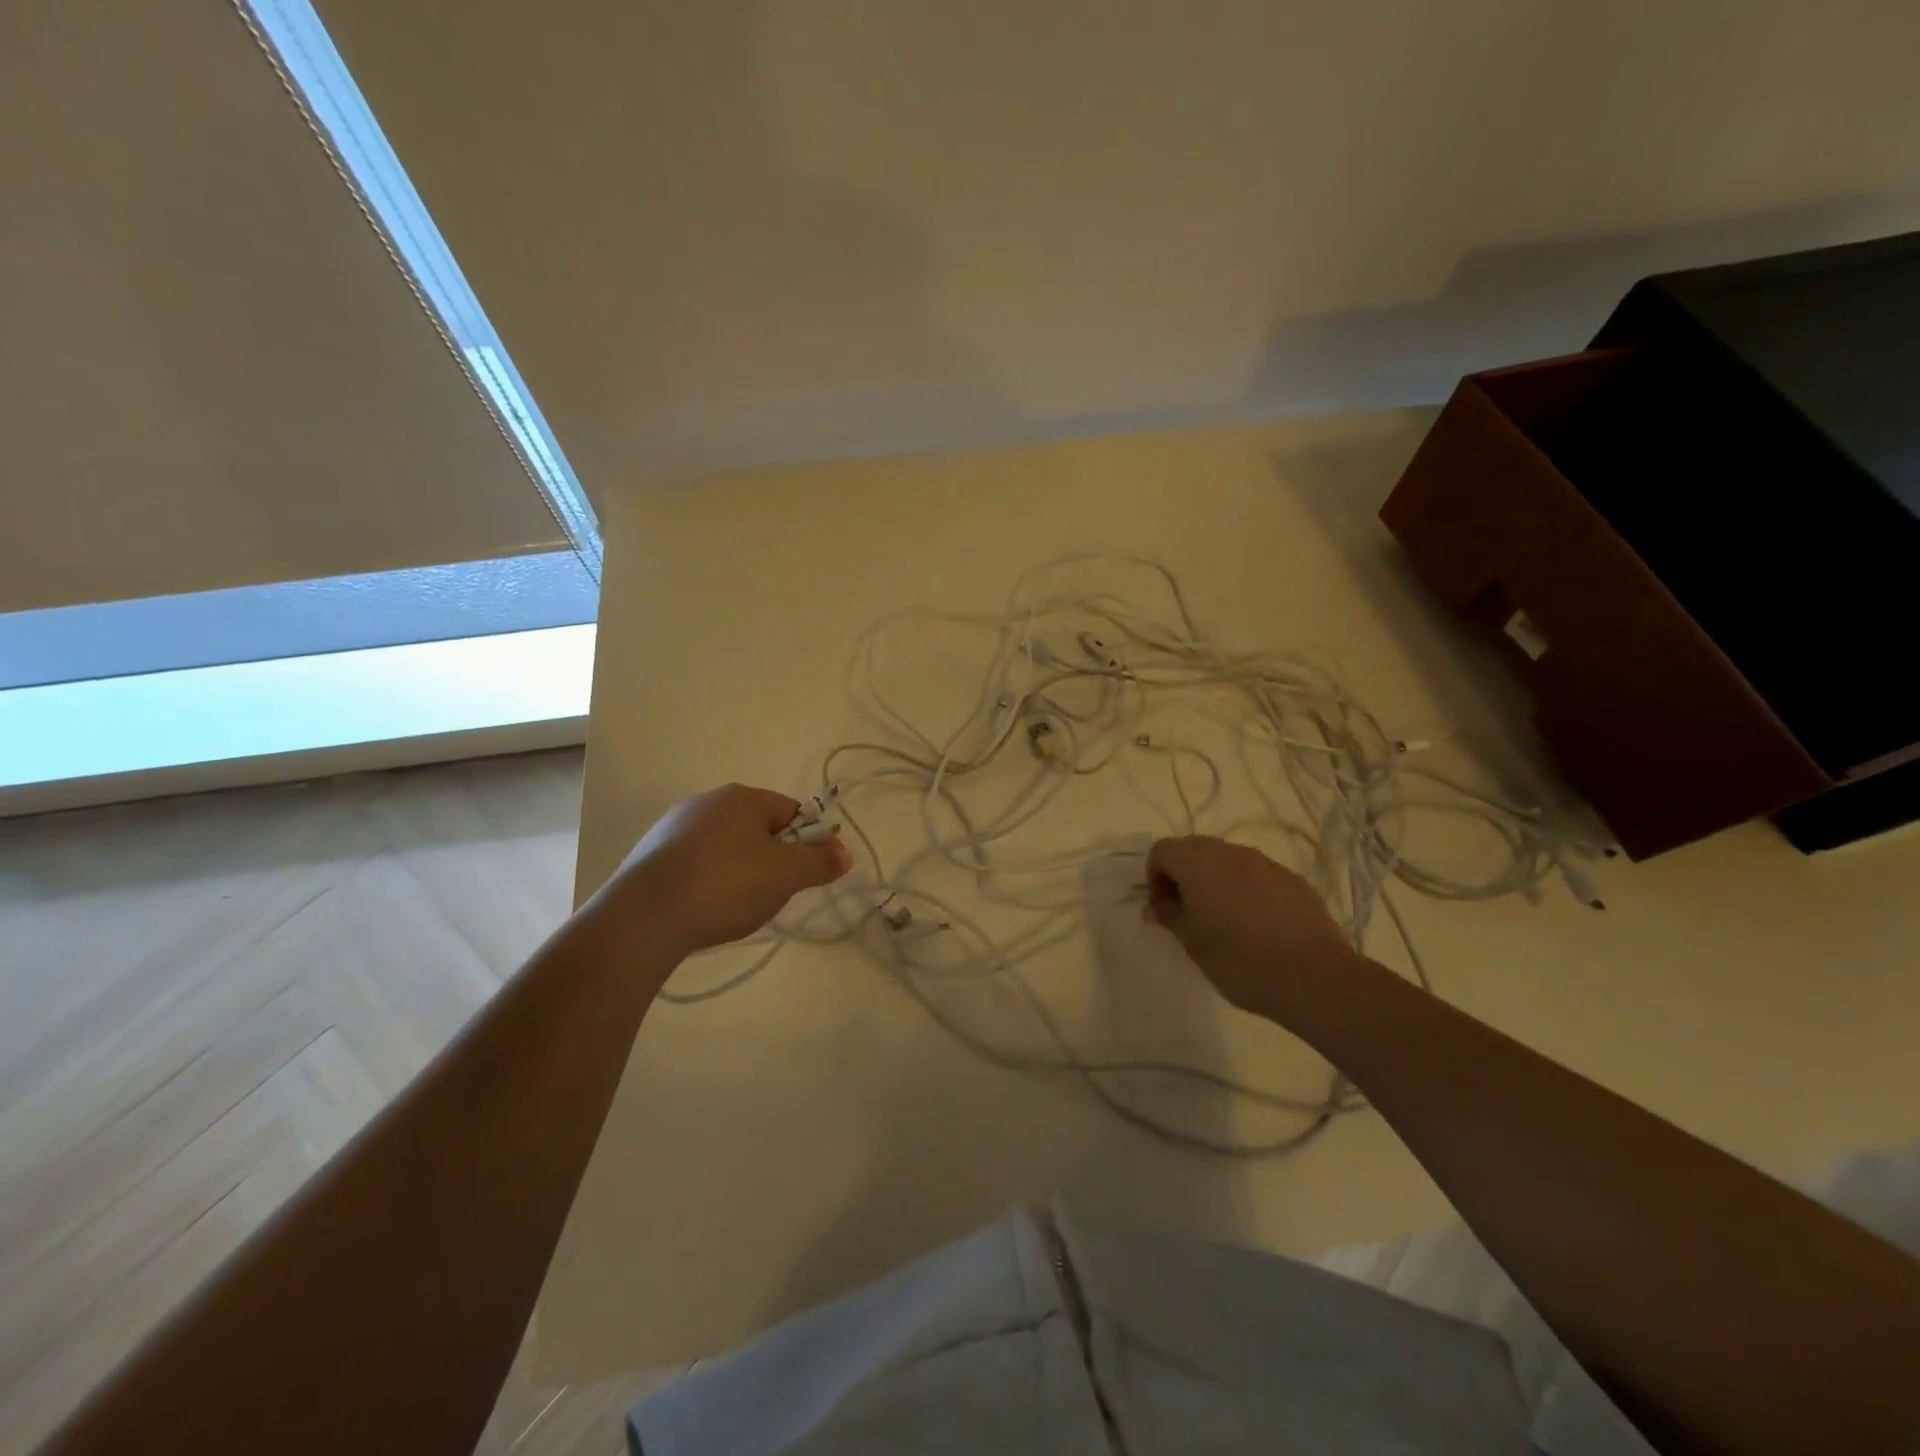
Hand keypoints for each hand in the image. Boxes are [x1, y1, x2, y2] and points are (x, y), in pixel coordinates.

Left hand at [609, 784, 852, 954]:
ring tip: (737, 907)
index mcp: (741, 797)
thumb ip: (819, 861)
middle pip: (757, 829)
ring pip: (725, 847)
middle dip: (772, 859)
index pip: (791, 811)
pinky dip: (708, 882)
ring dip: (739, 872)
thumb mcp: (785, 875)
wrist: (643, 918)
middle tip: (774, 894)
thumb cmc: (725, 885)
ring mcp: (673, 827)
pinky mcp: (651, 856)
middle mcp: (706, 801)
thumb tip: (844, 851)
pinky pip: (696, 864)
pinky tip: (705, 909)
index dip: (806, 842)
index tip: (805, 874)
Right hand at [1145, 836, 1359, 1018]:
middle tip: (1187, 911)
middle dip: (1183, 873)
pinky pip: (1256, 873)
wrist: (1314, 977)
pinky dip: (1245, 887)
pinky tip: (1256, 922)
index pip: (1163, 850)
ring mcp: (1265, 863)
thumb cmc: (1240, 961)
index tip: (1163, 907)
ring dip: (1215, 879)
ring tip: (1223, 918)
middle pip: (1194, 848)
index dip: (1155, 876)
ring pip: (1227, 859)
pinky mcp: (1292, 879)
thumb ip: (1170, 916)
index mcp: (1199, 864)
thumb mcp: (1193, 944)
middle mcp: (1230, 852)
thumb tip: (1157, 905)